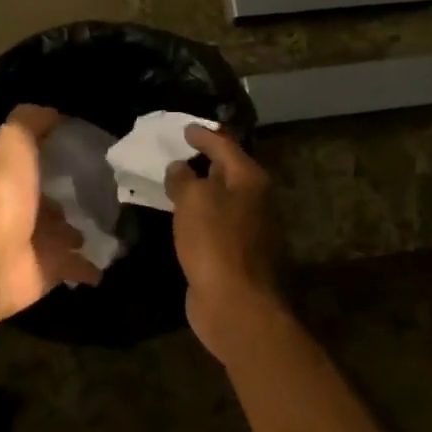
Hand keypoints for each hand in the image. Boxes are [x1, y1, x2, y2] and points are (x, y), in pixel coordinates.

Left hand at [0, 104, 101, 321]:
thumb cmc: (2, 192)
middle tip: (114, 186)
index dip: (59, 152)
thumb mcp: (13, 140)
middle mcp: (19, 207)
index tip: (95, 144)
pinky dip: (94, 264)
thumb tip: (55, 113)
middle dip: (76, 194)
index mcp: (9, 175)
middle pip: (52, 199)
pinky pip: (78, 266)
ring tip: (120, 220)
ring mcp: (34, 242)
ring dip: (86, 228)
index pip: (36, 160)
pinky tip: (116, 253)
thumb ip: (31, 122)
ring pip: (66, 233)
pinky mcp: (49, 270)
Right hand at [166, 125, 285, 358]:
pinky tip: (182, 218)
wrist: (236, 303)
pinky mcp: (236, 254)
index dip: (204, 135)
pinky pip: (214, 224)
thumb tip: (180, 168)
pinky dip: (199, 215)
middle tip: (178, 152)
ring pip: (222, 199)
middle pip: (228, 171)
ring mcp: (249, 229)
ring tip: (175, 182)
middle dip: (205, 161)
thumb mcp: (194, 200)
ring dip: (201, 190)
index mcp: (249, 179)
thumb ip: (185, 179)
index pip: (225, 145)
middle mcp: (255, 200)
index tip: (184, 129)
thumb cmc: (215, 243)